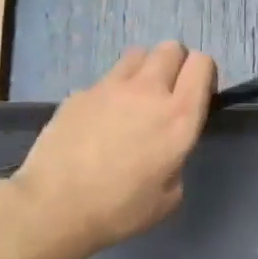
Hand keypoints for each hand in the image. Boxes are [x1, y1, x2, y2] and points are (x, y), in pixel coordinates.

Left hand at [0, 42, 216, 258]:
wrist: (53, 207)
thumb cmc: (119, 210)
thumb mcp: (169, 196)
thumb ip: (176, 161)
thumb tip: (166, 151)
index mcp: (179, 116)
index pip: (202, 63)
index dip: (204, 74)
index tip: (198, 95)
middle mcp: (148, 91)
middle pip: (171, 48)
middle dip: (176, 64)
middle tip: (168, 93)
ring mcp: (110, 87)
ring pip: (137, 54)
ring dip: (144, 69)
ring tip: (135, 98)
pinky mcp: (79, 93)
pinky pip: (104, 80)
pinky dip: (110, 92)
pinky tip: (98, 121)